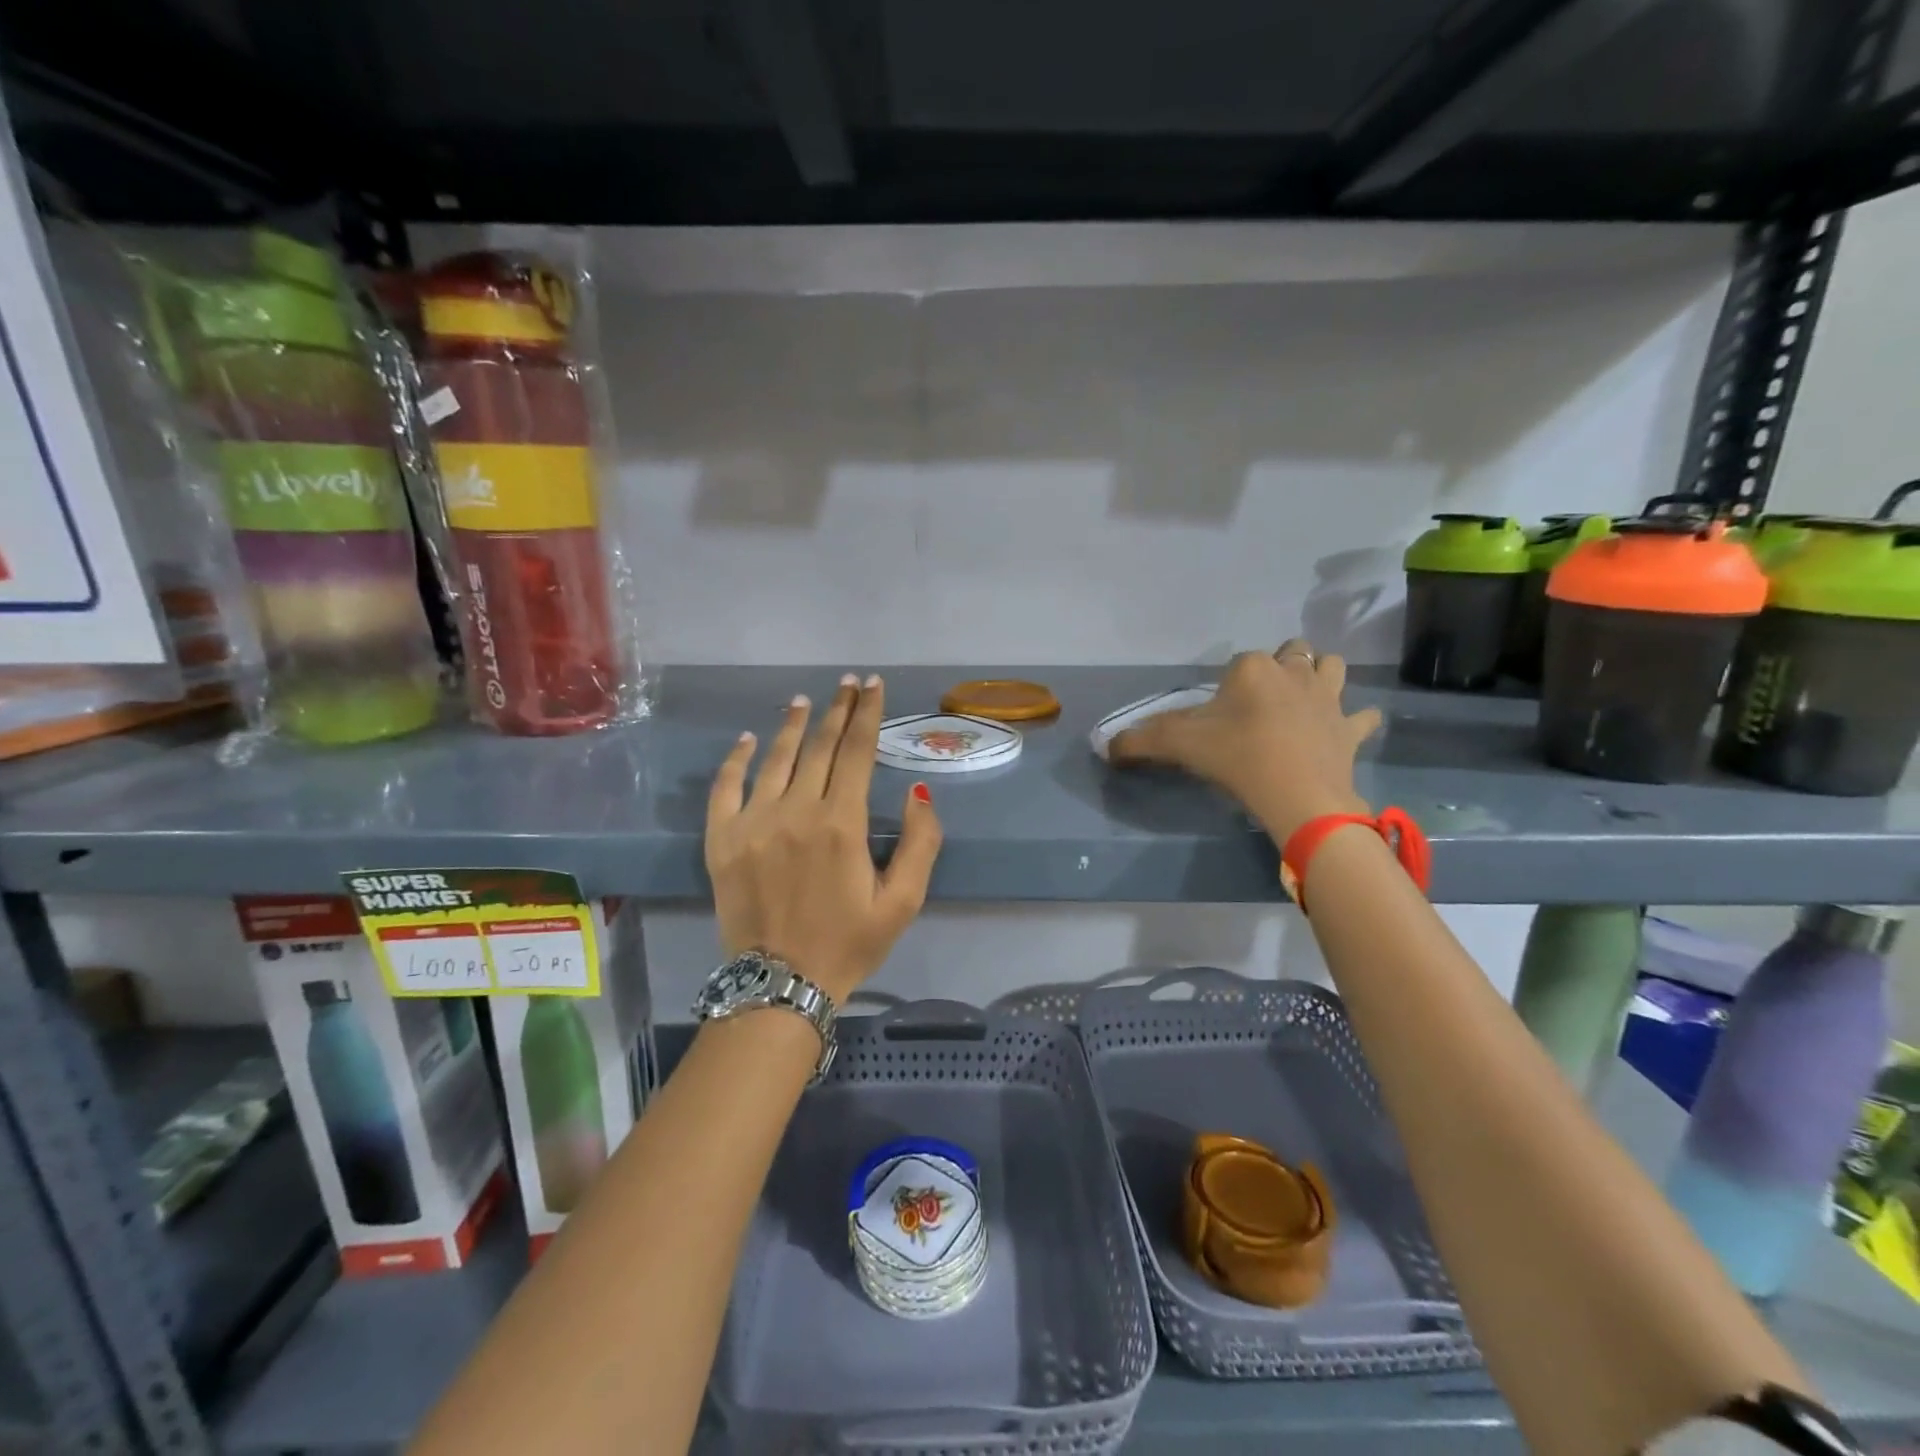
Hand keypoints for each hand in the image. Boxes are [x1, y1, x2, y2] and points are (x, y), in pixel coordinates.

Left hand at [705, 674, 942, 1001]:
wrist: (780, 986)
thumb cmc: (849, 944)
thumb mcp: (903, 902)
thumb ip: (920, 843)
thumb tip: (919, 792)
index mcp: (842, 823)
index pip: (858, 751)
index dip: (868, 713)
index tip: (873, 684)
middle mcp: (796, 811)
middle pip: (819, 746)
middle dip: (838, 709)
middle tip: (847, 683)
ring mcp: (753, 822)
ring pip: (776, 758)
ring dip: (793, 724)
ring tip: (805, 700)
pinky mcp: (722, 840)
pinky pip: (726, 787)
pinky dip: (737, 758)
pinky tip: (749, 739)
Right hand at [1109, 639, 1382, 842]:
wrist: (1297, 794)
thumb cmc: (1236, 758)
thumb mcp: (1178, 745)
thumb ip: (1139, 741)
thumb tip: (1105, 746)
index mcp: (1253, 668)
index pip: (1238, 662)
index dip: (1228, 685)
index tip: (1219, 714)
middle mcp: (1294, 672)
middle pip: (1292, 652)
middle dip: (1281, 665)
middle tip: (1262, 698)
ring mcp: (1328, 699)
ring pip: (1333, 667)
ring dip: (1321, 676)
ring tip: (1305, 699)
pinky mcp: (1350, 729)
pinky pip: (1362, 717)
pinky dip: (1356, 721)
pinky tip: (1345, 730)